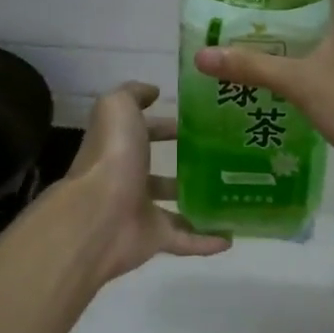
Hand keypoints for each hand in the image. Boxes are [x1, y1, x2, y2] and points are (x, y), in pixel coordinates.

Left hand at [65, 81, 230, 283]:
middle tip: (225, 157)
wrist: (99, 215)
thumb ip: (133, 94)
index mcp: (119, 146)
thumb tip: (153, 91)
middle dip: (186, 163)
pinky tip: (232, 237)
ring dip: (198, 202)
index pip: (144, 132)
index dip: (166, 126)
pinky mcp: (154, 239)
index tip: (200, 122)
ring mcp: (140, 211)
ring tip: (234, 194)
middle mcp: (127, 178)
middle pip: (158, 169)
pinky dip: (206, 241)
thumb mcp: (118, 107)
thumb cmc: (111, 156)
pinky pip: (185, 241)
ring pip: (173, 206)